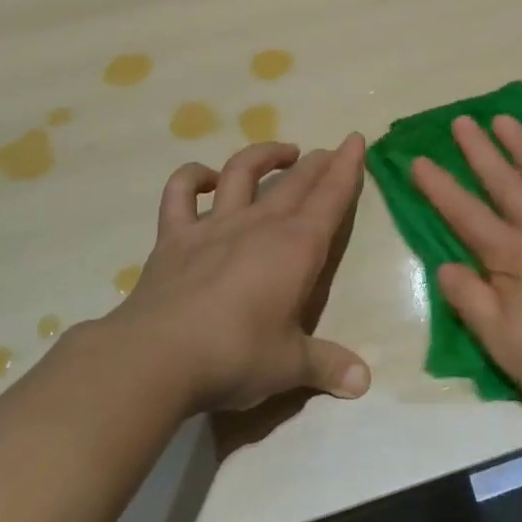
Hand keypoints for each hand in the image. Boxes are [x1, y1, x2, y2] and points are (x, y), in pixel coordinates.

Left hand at [109, 137, 371, 413]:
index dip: (347, 167)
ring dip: (264, 155)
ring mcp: (214, 226)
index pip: (331, 197)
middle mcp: (260, 225)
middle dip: (317, 162)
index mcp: (297, 248)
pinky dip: (191, 177)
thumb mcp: (289, 366)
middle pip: (295, 182)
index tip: (356, 139)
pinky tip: (204, 178)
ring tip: (282, 153)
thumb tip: (363, 383)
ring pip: (242, 172)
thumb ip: (327, 366)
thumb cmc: (236, 356)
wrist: (157, 358)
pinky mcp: (175, 237)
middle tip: (330, 152)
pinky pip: (180, 193)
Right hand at [410, 115, 521, 422]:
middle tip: (461, 121)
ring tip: (504, 119)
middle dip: (479, 151)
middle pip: (505, 182)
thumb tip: (444, 265)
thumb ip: (471, 301)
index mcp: (513, 257)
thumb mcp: (504, 345)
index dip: (439, 187)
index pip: (466, 214)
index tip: (418, 159)